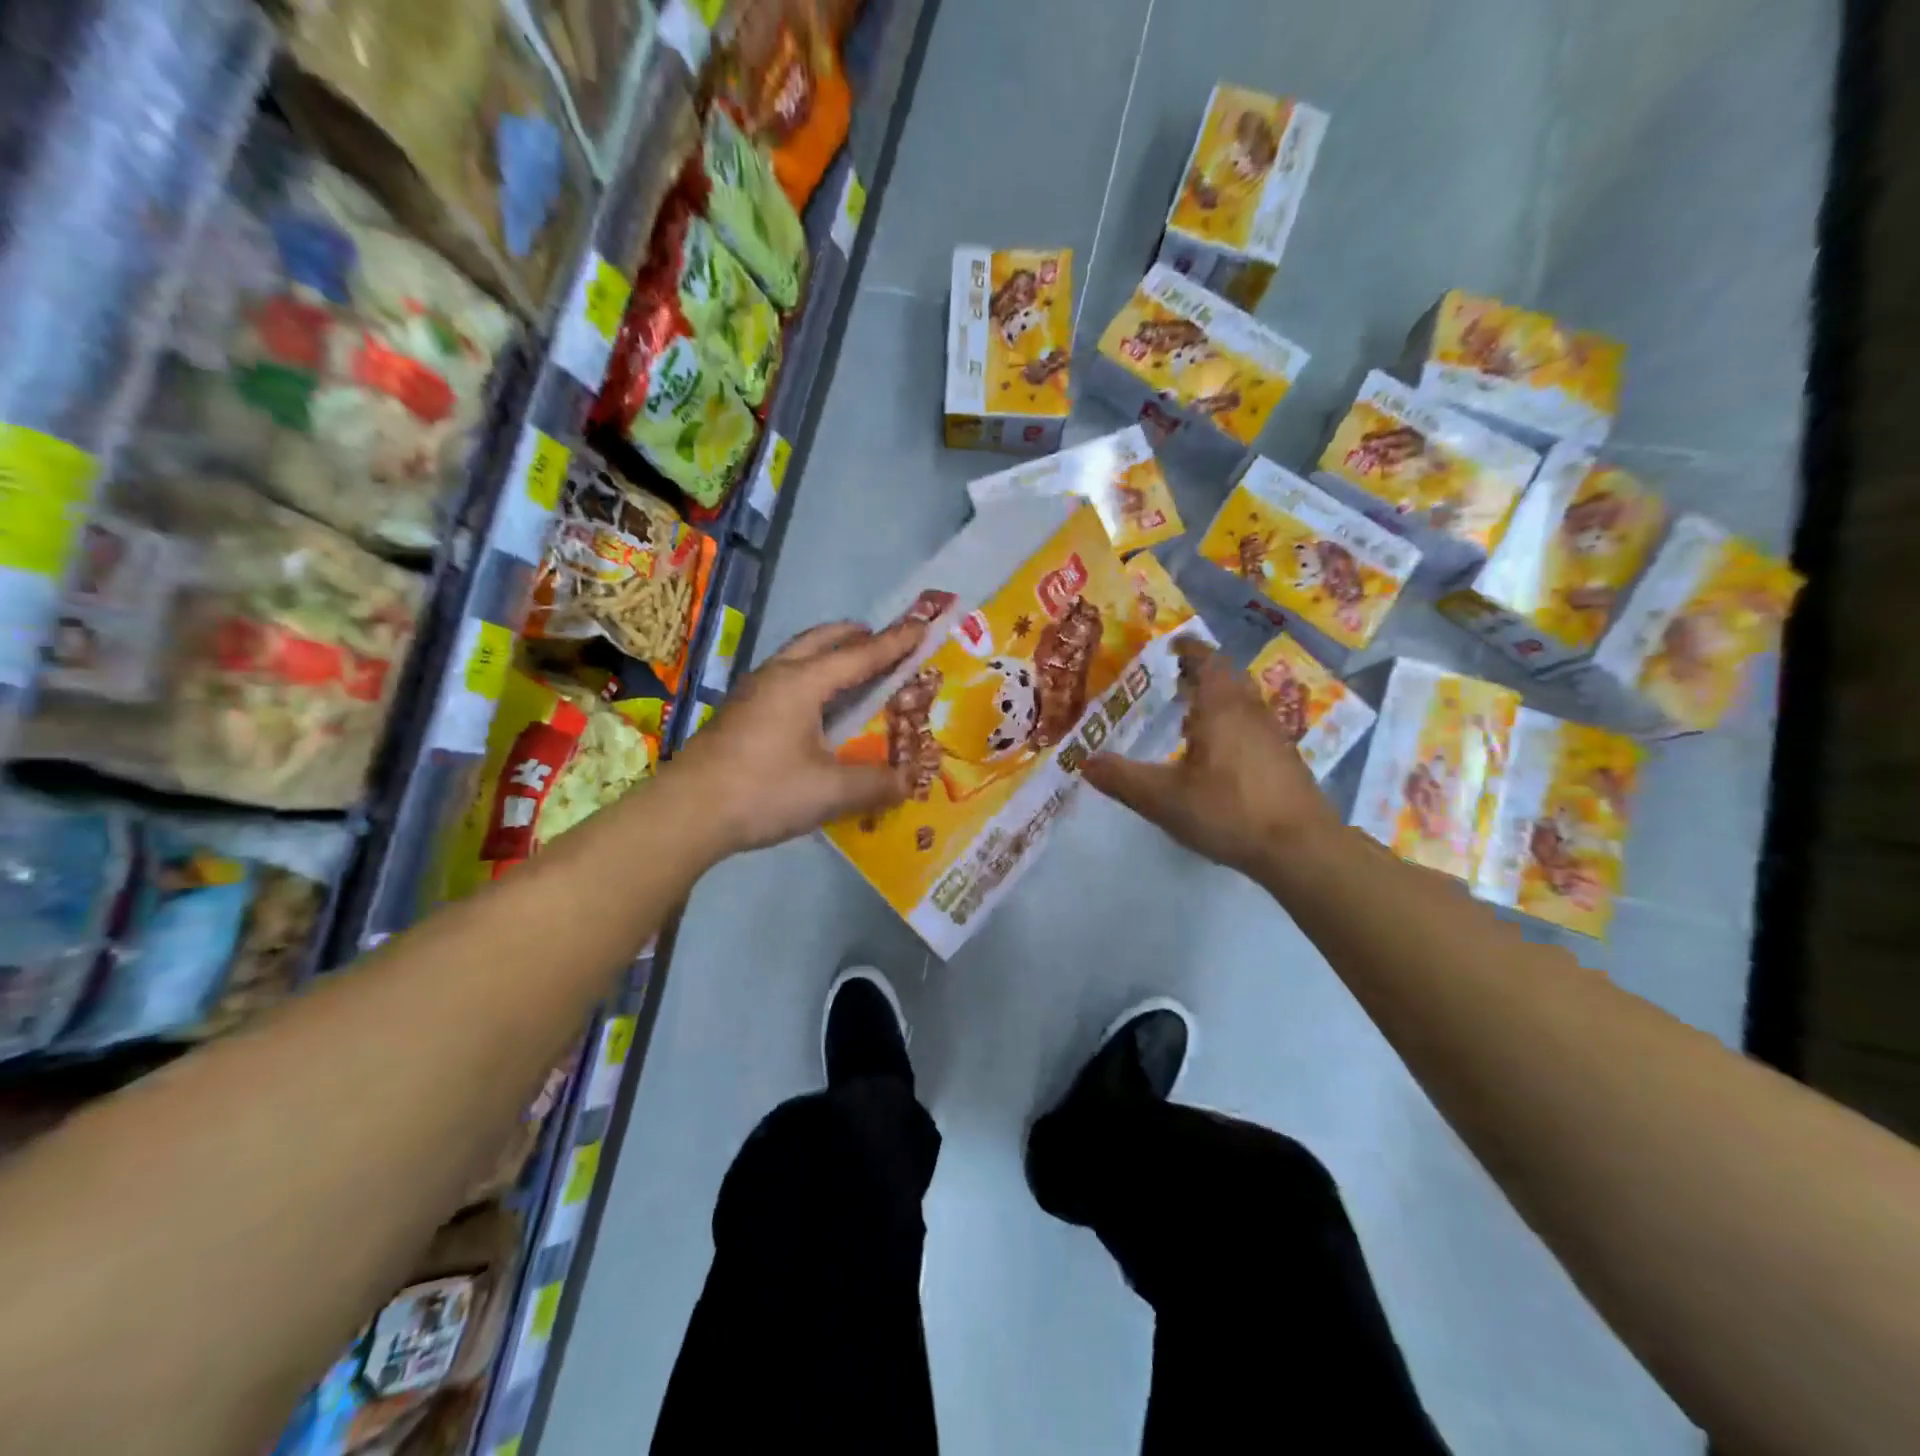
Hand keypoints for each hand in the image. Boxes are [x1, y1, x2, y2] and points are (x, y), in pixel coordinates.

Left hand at [675, 617, 926, 854]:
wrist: (686, 813)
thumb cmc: (763, 791)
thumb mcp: (829, 791)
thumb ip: (874, 783)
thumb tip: (907, 782)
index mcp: (802, 683)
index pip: (859, 656)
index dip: (893, 644)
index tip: (920, 626)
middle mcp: (776, 677)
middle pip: (820, 641)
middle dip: (853, 636)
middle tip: (880, 641)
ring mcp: (751, 693)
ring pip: (796, 657)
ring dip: (827, 654)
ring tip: (851, 669)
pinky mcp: (738, 714)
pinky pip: (783, 679)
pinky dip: (809, 677)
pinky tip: (814, 707)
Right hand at [1082, 638, 1339, 876]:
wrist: (1301, 848)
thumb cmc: (1228, 811)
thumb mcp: (1163, 798)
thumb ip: (1122, 778)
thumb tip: (1085, 761)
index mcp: (1222, 708)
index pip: (1207, 662)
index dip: (1189, 650)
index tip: (1172, 646)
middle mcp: (1251, 712)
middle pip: (1228, 678)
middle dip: (1202, 674)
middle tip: (1175, 680)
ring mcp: (1273, 736)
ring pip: (1243, 703)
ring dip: (1218, 700)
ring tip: (1190, 715)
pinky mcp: (1285, 761)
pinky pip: (1253, 726)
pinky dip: (1232, 725)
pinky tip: (1217, 754)